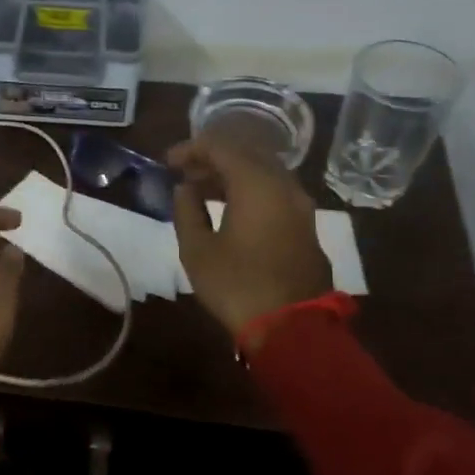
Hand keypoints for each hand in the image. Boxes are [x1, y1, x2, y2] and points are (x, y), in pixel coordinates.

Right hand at [168, 136, 331, 342]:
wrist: (292, 327)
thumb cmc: (237, 285)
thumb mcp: (197, 249)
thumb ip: (187, 211)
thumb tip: (185, 189)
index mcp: (256, 184)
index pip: (221, 147)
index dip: (191, 149)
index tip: (168, 162)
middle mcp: (283, 185)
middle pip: (246, 154)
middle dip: (213, 158)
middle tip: (184, 173)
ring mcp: (300, 205)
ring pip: (264, 172)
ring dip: (232, 175)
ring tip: (202, 189)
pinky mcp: (305, 225)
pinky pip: (275, 191)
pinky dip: (250, 189)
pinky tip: (230, 207)